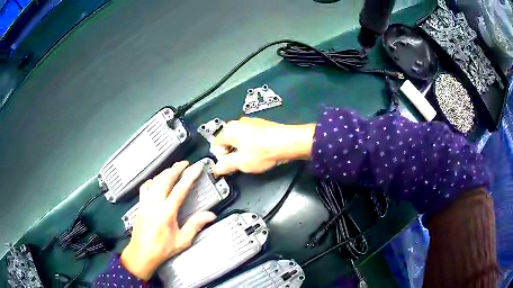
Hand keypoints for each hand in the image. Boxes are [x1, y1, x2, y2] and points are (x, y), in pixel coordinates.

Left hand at [120, 161, 216, 279]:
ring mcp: (145, 202)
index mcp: (166, 212)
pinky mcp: (140, 204)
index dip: (190, 176)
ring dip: (165, 172)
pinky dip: (152, 180)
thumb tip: (210, 215)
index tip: (196, 167)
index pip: (180, 189)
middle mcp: (154, 204)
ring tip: (173, 169)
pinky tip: (156, 181)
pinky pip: (145, 187)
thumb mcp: (182, 240)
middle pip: (165, 179)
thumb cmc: (162, 248)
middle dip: (176, 168)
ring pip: (155, 180)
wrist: (142, 253)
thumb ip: (196, 225)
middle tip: (185, 164)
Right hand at [211, 117, 314, 174]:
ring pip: (238, 138)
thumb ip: (226, 165)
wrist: (289, 141)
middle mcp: (237, 122)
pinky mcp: (261, 123)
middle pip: (226, 140)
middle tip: (240, 163)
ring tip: (252, 158)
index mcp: (229, 130)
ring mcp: (250, 121)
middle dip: (230, 153)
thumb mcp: (242, 163)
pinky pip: (249, 135)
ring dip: (241, 149)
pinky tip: (260, 150)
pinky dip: (250, 143)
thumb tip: (216, 169)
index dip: (220, 157)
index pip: (215, 144)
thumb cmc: (262, 152)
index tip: (230, 165)